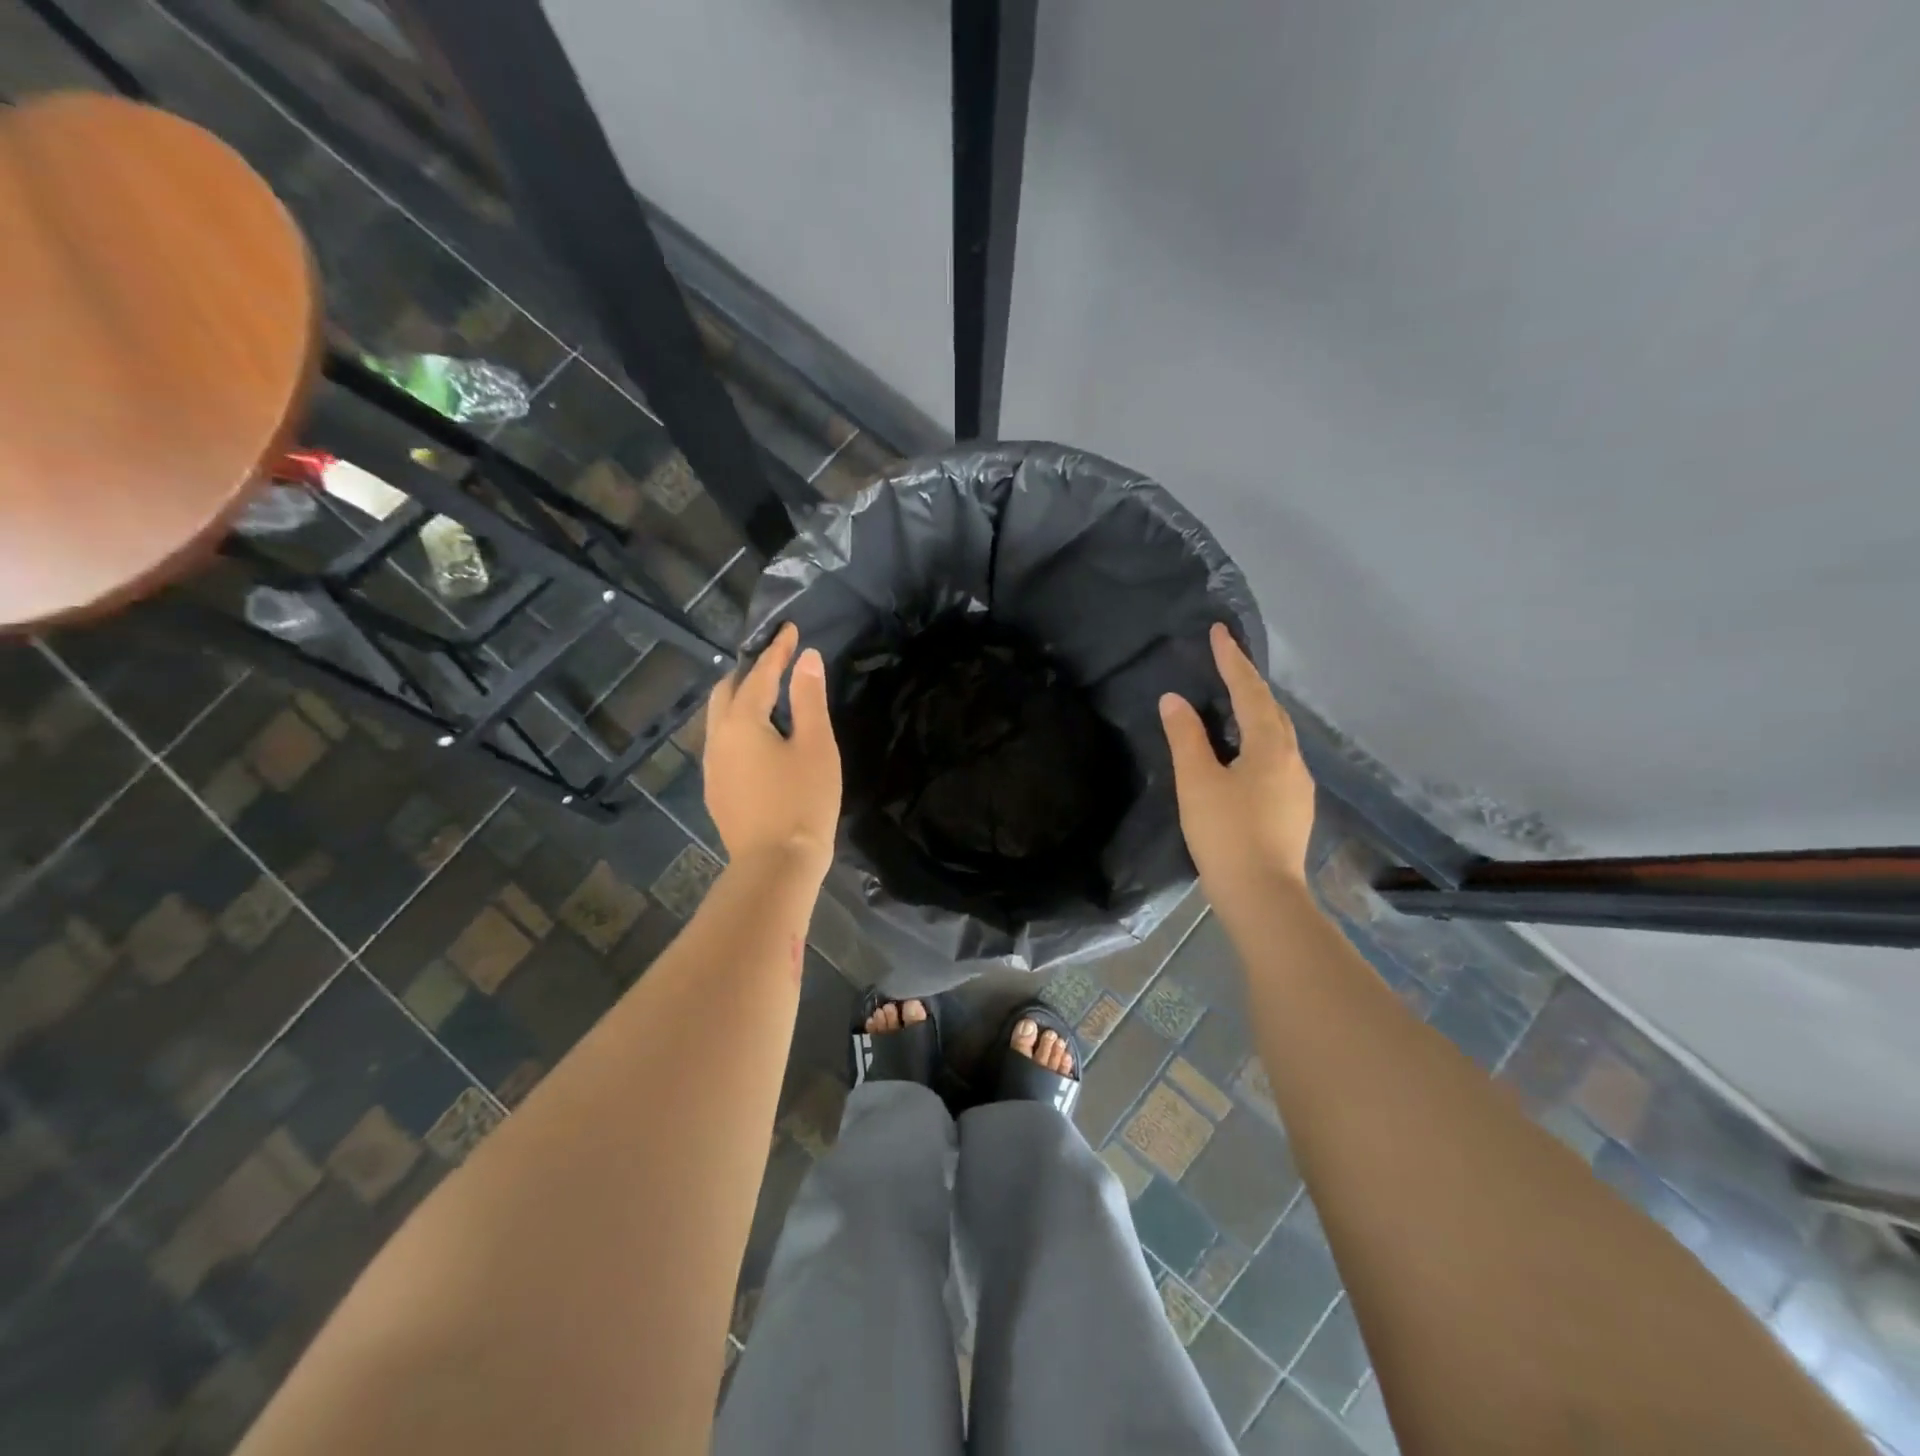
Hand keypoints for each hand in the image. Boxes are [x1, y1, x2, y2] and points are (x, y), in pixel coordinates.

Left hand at [703, 622, 840, 878]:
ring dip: (740, 699)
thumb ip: (808, 698)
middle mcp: (717, 738)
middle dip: (749, 671)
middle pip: (726, 692)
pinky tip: (759, 739)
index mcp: (741, 722)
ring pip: (720, 719)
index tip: (790, 629)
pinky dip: (739, 726)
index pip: (759, 674)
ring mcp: (712, 767)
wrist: (776, 865)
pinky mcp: (717, 790)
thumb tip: (807, 658)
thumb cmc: (803, 800)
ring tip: (768, 697)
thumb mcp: (815, 745)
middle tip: (776, 662)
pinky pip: (723, 743)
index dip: (777, 650)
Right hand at [1159, 624, 1316, 917]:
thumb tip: (1174, 699)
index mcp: (1270, 745)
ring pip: (1278, 733)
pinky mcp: (1294, 806)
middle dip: (1248, 681)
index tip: (1219, 631)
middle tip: (1226, 659)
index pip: (1249, 691)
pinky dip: (1260, 737)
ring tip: (1234, 698)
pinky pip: (1277, 755)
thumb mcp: (1197, 781)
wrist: (1263, 895)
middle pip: (1271, 708)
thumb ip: (1186, 736)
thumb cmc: (1226, 833)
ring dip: (1257, 709)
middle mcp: (1292, 758)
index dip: (1232, 660)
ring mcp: (1298, 784)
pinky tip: (1246, 750)